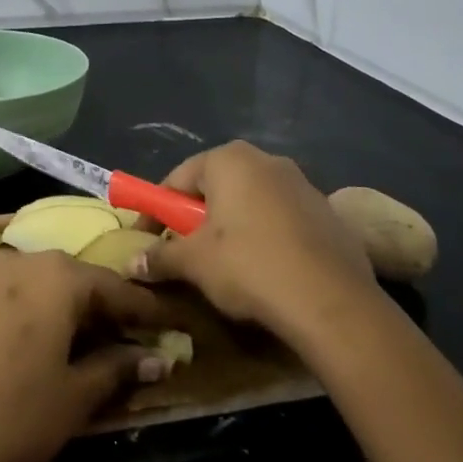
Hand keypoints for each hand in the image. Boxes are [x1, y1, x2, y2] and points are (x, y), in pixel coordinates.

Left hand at [0, 250, 167, 461]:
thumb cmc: (10, 416)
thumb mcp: (74, 397)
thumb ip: (117, 368)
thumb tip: (157, 358)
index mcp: (58, 275)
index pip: (116, 287)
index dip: (146, 312)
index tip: (172, 328)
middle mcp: (25, 260)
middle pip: (80, 281)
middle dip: (108, 310)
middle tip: (136, 340)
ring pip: (48, 286)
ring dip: (74, 312)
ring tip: (97, 345)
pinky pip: (21, 295)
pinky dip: (43, 314)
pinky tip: (51, 344)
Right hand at [132, 141, 377, 342]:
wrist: (331, 301)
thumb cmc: (249, 266)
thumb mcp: (194, 263)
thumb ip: (160, 256)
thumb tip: (131, 263)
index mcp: (230, 160)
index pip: (178, 178)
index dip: (156, 210)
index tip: (146, 239)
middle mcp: (267, 160)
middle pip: (216, 187)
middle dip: (196, 217)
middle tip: (184, 251)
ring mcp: (303, 184)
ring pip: (251, 202)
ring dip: (232, 226)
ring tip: (225, 265)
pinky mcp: (328, 213)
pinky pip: (282, 219)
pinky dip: (266, 236)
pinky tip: (265, 270)